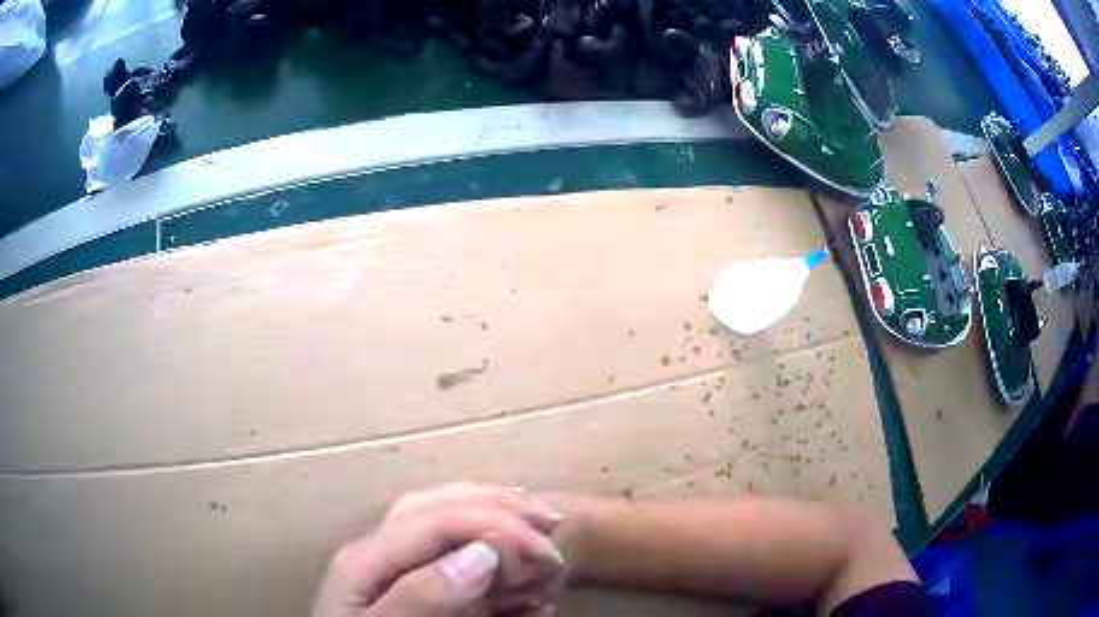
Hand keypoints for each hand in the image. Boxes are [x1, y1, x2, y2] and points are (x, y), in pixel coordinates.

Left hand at [312, 484, 566, 616]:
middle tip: (552, 524)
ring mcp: (386, 558)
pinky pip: (437, 536)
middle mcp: (375, 547)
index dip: (495, 528)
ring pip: (439, 511)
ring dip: (491, 511)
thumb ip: (424, 596)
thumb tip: (480, 553)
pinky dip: (476, 528)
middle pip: (439, 505)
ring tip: (533, 518)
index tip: (544, 551)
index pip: (438, 521)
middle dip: (499, 509)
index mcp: (366, 559)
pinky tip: (499, 537)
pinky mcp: (398, 573)